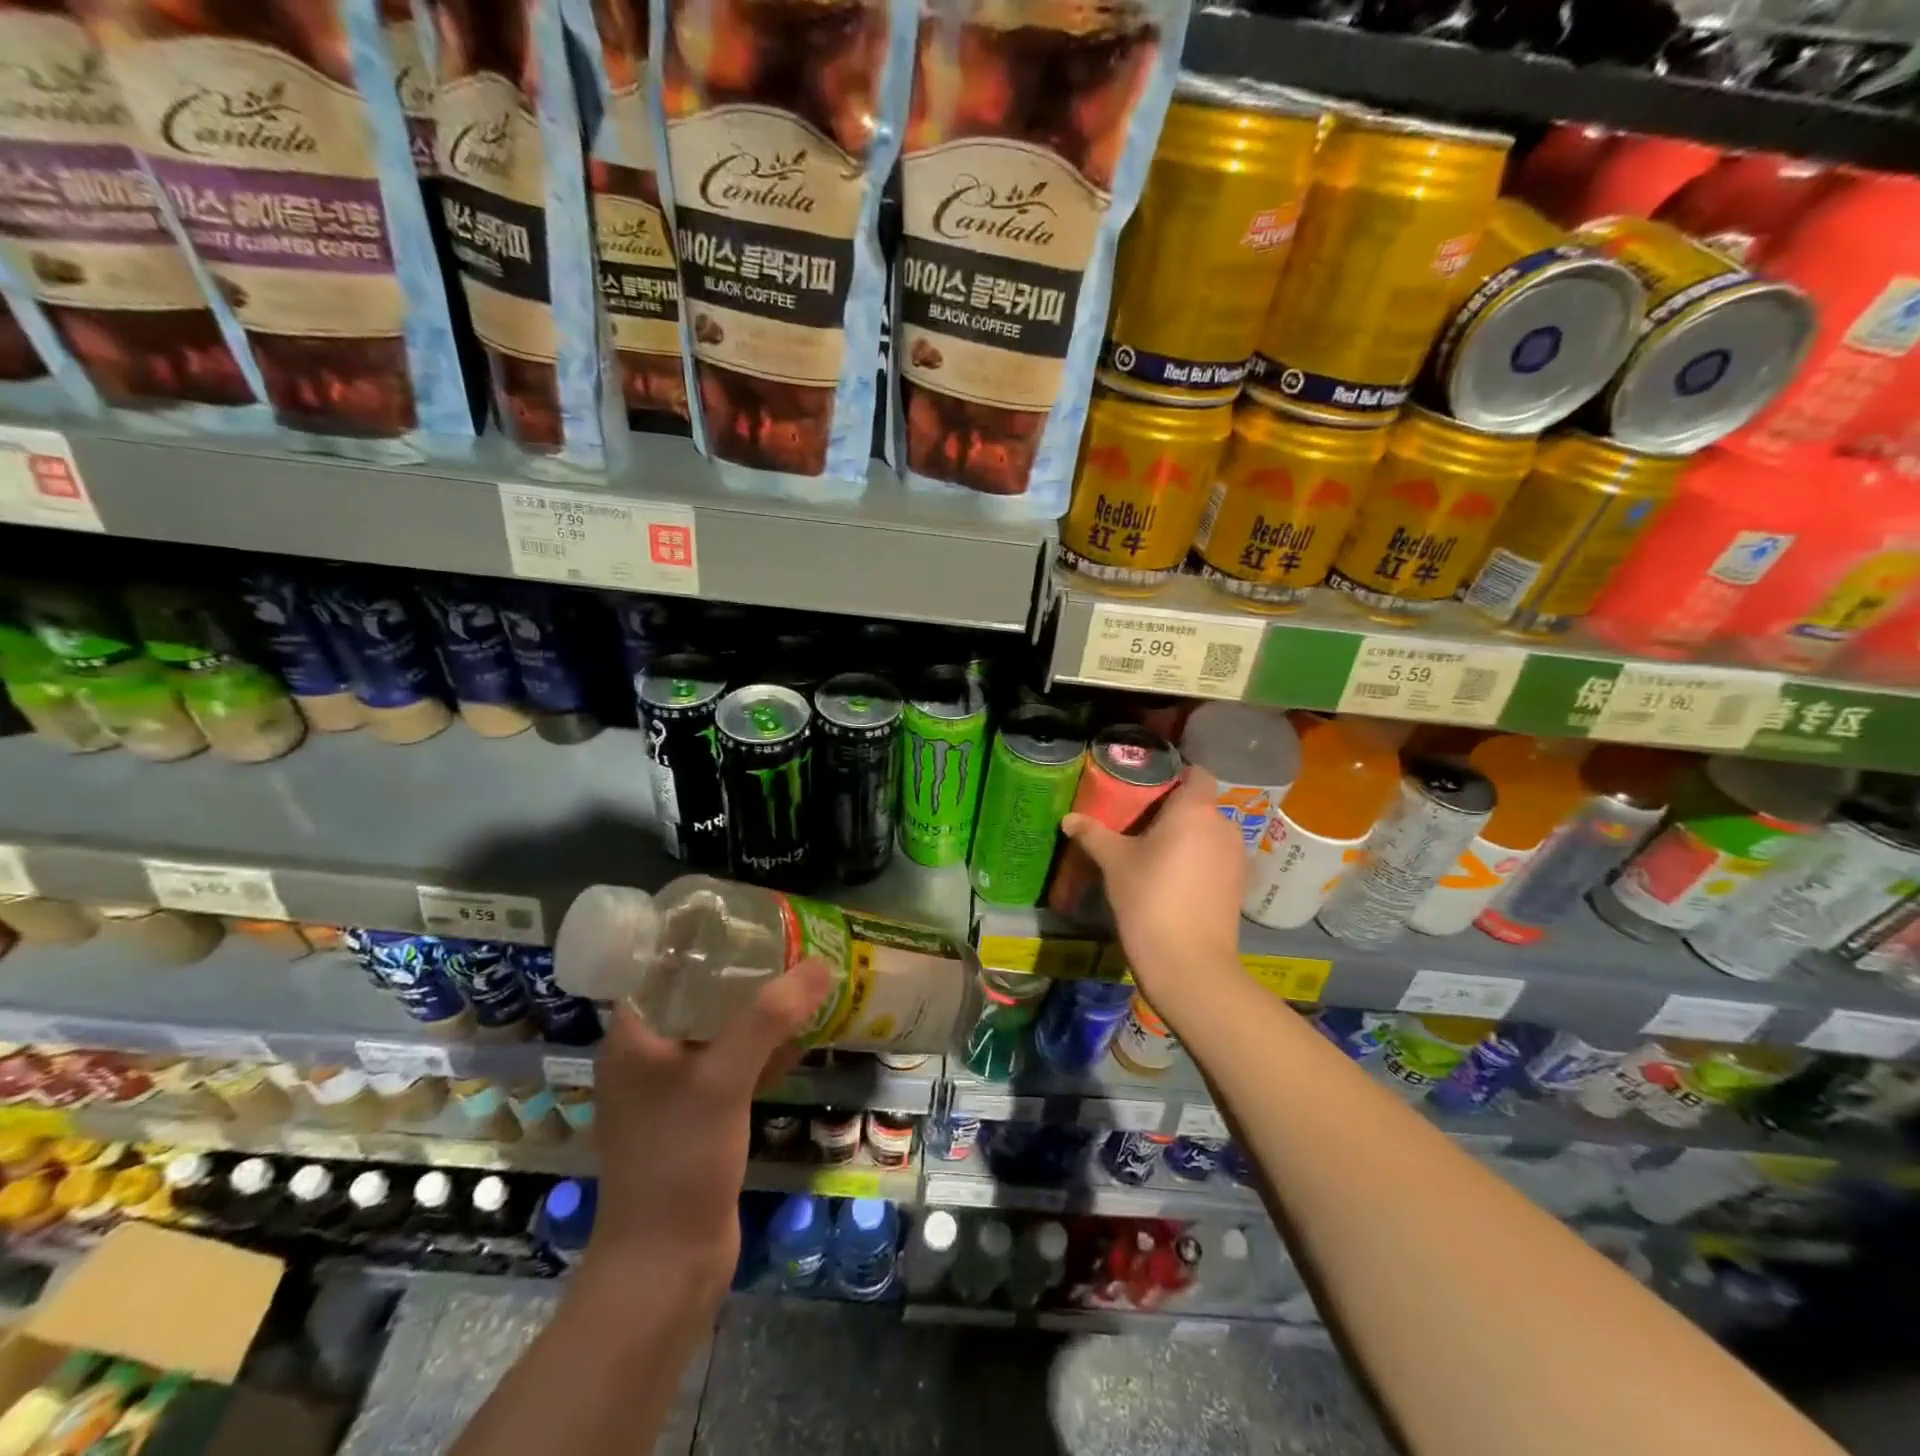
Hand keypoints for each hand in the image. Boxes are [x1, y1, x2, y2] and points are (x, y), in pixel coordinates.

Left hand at [586, 956, 833, 1292]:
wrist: (666, 1266)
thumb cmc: (678, 1161)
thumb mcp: (723, 1080)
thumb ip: (769, 1019)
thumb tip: (819, 965)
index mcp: (634, 1037)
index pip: (659, 966)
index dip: (695, 937)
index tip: (741, 916)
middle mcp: (649, 1055)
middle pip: (696, 994)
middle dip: (740, 970)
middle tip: (786, 941)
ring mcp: (675, 1088)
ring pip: (720, 1029)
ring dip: (758, 1008)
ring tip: (801, 976)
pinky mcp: (701, 1116)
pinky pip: (735, 1065)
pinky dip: (766, 1047)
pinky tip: (805, 1033)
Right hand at [1062, 768, 1245, 1012]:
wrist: (1189, 963)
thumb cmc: (1149, 899)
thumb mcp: (1114, 863)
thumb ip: (1093, 834)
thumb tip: (1069, 819)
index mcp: (1195, 810)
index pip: (1198, 774)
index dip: (1177, 776)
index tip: (1150, 790)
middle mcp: (1223, 825)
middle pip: (1202, 805)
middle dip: (1177, 811)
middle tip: (1142, 825)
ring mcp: (1237, 857)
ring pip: (1211, 833)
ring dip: (1190, 838)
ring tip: (1158, 855)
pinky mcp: (1240, 885)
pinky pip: (1218, 859)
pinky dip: (1201, 861)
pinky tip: (1177, 881)